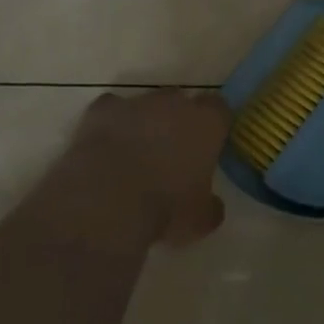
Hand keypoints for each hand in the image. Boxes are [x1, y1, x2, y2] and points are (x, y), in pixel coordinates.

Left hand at [60, 90, 231, 248]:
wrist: (108, 199)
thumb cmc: (164, 208)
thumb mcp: (198, 221)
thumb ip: (210, 207)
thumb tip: (212, 207)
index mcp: (206, 123)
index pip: (219, 109)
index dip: (214, 125)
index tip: (209, 145)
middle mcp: (174, 102)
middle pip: (181, 102)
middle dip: (177, 122)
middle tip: (171, 155)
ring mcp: (137, 102)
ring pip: (146, 105)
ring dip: (145, 123)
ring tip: (135, 157)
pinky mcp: (103, 109)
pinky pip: (111, 109)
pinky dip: (111, 123)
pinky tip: (107, 147)